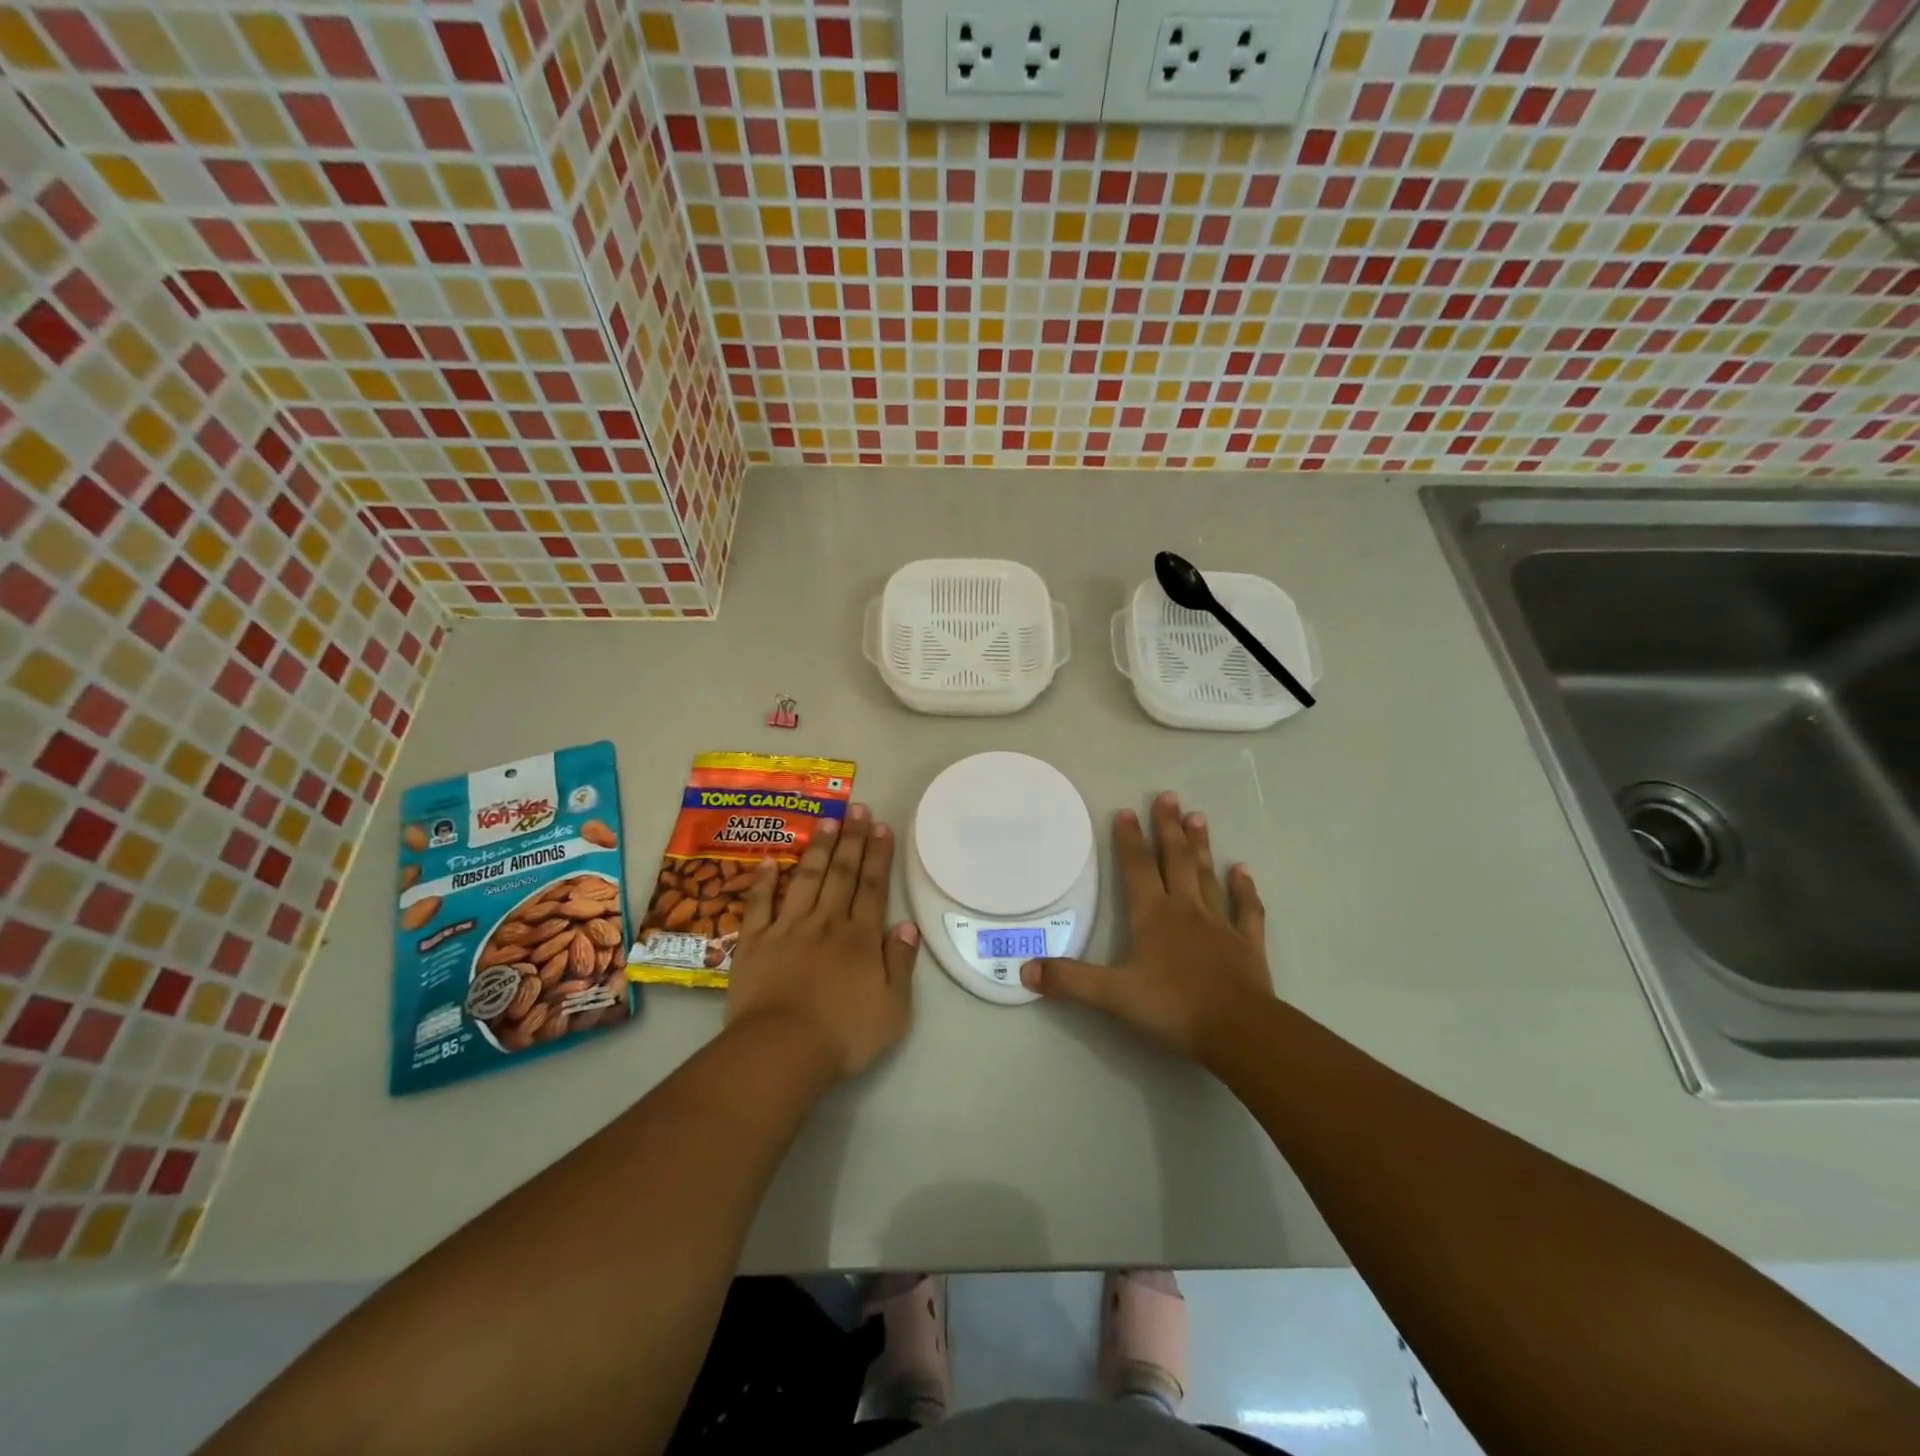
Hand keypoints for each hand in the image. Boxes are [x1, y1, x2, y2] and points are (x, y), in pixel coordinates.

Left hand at [725, 804, 920, 1078]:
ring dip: (818, 848)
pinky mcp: (754, 942)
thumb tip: (906, 925)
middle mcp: (825, 923)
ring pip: (806, 879)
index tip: (881, 826)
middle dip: (851, 838)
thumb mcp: (893, 1008)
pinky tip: (769, 860)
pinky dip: (764, 881)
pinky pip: (760, 904)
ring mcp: (787, 928)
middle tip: (856, 807)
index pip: (872, 887)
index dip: (878, 855)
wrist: (782, 1050)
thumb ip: (901, 963)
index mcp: (860, 937)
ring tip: (826, 820)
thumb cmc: (844, 1034)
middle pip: (841, 874)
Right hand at [1020, 792, 1272, 1060]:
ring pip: (1207, 876)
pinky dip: (1244, 889)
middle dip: (1168, 828)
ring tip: (1198, 817)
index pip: (1137, 868)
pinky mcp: (1247, 945)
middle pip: (1176, 860)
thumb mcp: (1112, 996)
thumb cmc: (1172, 1008)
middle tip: (1169, 796)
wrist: (1239, 1030)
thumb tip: (1025, 971)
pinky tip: (1243, 870)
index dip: (1129, 839)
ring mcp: (1220, 925)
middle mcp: (1186, 910)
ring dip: (1201, 847)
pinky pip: (1246, 910)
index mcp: (1153, 915)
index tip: (1127, 810)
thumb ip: (1069, 980)